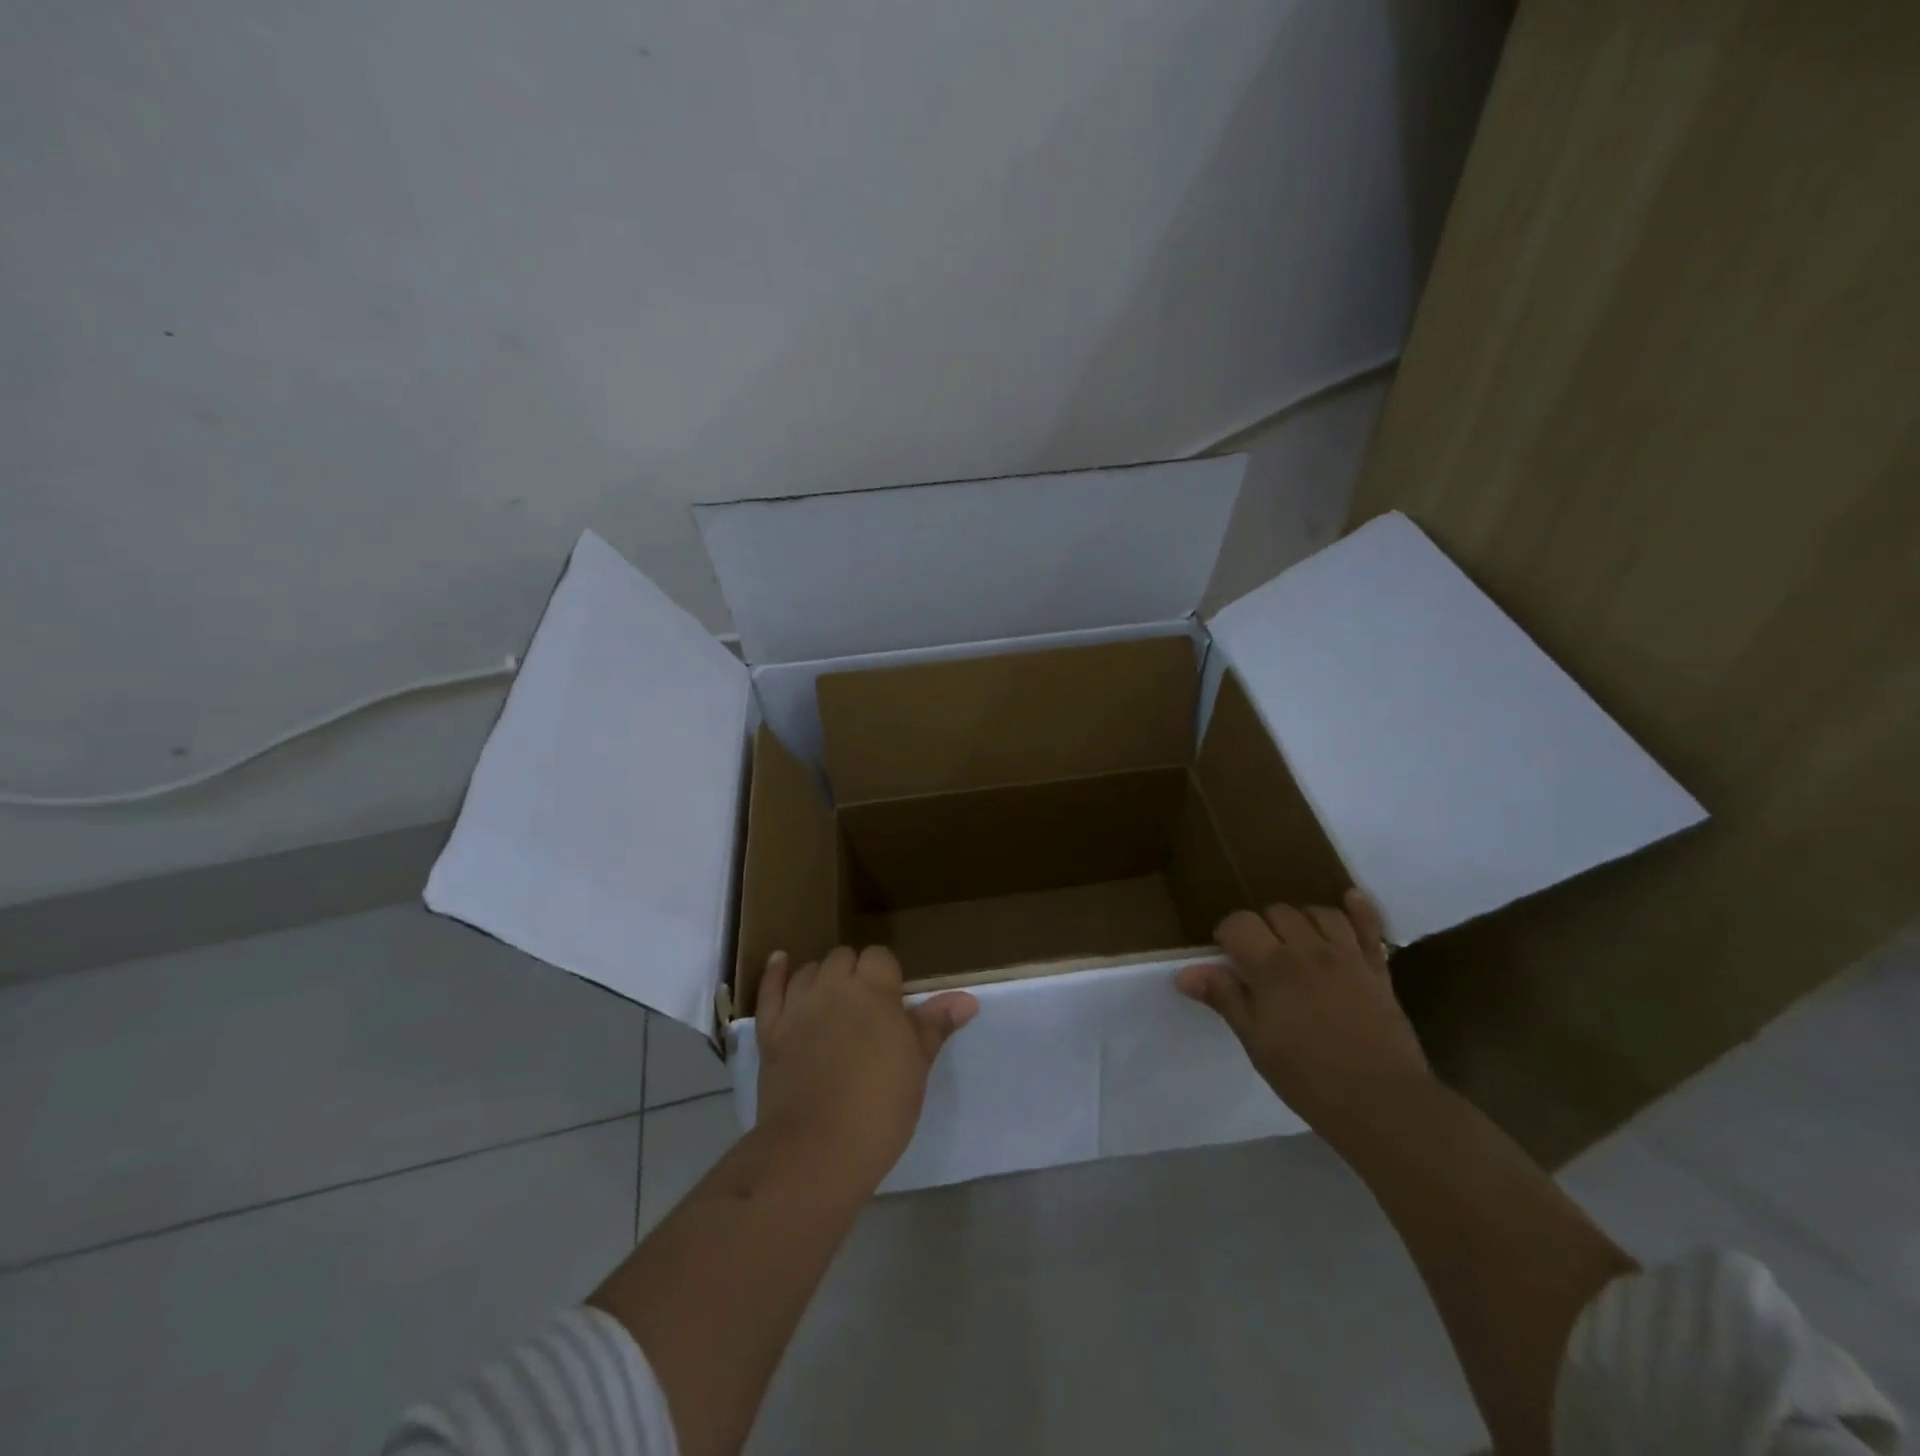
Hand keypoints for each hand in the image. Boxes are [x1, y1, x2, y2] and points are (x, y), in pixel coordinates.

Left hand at [754, 945, 976, 1191]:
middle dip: (855, 973)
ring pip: (809, 970)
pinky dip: (775, 973)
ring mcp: (798, 1007)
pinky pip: (769, 990)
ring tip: (833, 999)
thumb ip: (935, 1025)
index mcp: (874, 991)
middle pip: (843, 957)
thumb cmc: (879, 1108)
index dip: (887, 975)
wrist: (816, 1150)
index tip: (893, 1003)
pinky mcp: (770, 1031)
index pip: (880, 957)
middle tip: (866, 1008)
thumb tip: (967, 999)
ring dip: (822, 977)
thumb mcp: (917, 1066)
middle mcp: (834, 987)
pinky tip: (780, 960)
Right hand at [1177, 890, 1430, 1146]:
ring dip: (1302, 920)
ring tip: (1297, 942)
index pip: (1239, 923)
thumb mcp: (1255, 1042)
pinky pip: (1370, 927)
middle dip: (1263, 927)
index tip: (1227, 955)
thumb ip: (1223, 998)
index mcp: (1271, 967)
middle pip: (1277, 912)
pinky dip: (1360, 909)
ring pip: (1318, 913)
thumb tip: (1184, 972)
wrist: (1382, 1103)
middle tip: (1261, 957)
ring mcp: (1346, 956)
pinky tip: (1350, 899)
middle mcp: (1307, 950)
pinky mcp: (1377, 969)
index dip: (1228, 933)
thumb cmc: (1307, 1077)